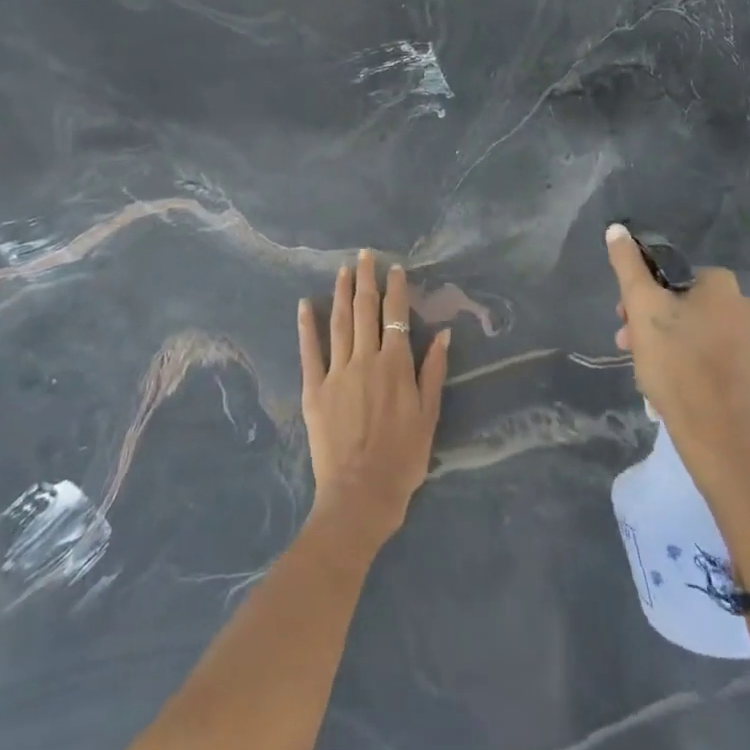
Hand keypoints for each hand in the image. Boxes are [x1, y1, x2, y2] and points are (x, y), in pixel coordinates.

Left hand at [298, 251, 449, 552]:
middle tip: (365, 255)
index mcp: (396, 366)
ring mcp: (337, 372)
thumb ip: (434, 372)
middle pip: (365, 310)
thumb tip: (444, 334)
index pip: (396, 316)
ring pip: (339, 323)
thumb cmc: (403, 458)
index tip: (395, 268)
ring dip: (341, 293)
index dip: (396, 290)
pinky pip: (309, 351)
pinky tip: (305, 304)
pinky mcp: (314, 389)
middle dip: (366, 279)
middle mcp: (366, 360)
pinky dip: (307, 326)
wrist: (361, 494)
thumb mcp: (429, 416)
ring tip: (343, 270)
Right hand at [605, 224, 749, 488]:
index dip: (641, 294)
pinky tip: (671, 386)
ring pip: (695, 331)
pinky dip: (688, 364)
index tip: (624, 320)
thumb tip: (617, 229)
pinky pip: (712, 357)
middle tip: (628, 347)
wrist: (723, 441)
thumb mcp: (643, 310)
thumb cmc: (679, 366)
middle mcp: (746, 308)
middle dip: (651, 322)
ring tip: (645, 371)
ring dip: (666, 343)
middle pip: (683, 303)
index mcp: (724, 286)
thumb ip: (628, 267)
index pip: (670, 274)